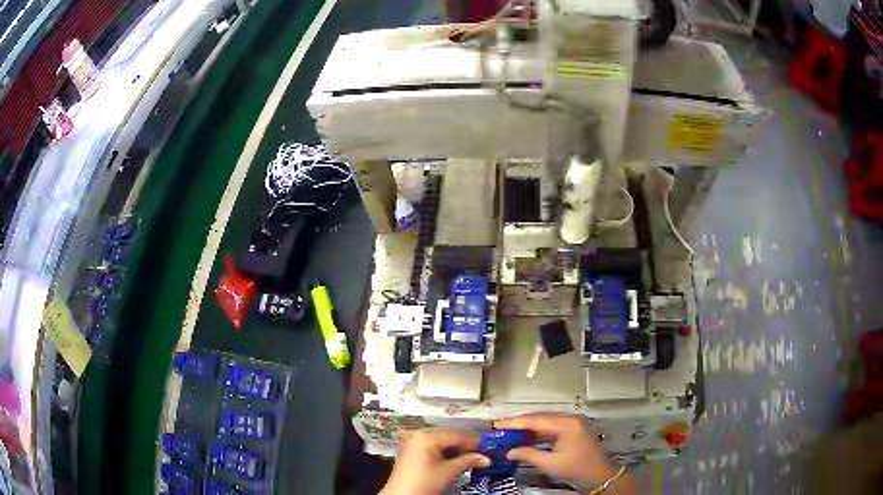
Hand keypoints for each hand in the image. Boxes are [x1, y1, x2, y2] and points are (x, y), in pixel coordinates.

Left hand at [381, 429, 490, 494]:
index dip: (476, 442)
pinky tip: (459, 462)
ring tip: (474, 459)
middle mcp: (419, 435)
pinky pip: (435, 449)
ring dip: (458, 451)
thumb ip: (468, 461)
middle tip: (485, 453)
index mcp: (426, 436)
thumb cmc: (423, 483)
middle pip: (450, 438)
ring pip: (443, 444)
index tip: (491, 447)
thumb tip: (486, 458)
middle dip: (467, 447)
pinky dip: (447, 455)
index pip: (457, 435)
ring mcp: (414, 444)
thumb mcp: (449, 472)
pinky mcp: (413, 454)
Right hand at [495, 414, 633, 493]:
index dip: (515, 422)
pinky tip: (526, 439)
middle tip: (500, 428)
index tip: (497, 425)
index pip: (536, 420)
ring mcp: (572, 425)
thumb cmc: (576, 469)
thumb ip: (528, 455)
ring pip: (545, 423)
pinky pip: (551, 429)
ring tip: (509, 433)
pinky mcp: (572, 432)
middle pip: (540, 418)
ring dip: (528, 429)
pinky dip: (537, 434)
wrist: (599, 476)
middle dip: (520, 423)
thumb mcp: (550, 463)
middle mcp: (570, 419)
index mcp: (566, 424)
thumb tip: (510, 452)